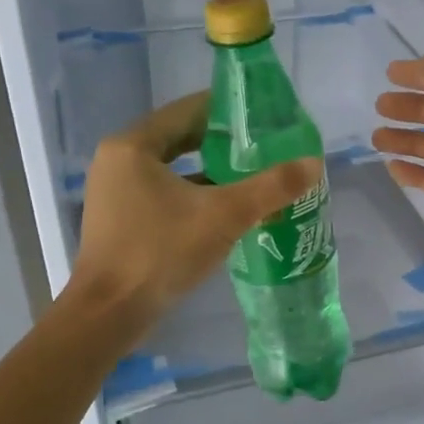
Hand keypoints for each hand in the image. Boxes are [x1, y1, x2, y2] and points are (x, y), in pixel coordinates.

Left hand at [73, 93, 319, 335]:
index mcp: (133, 146)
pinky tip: (226, 208)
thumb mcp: (224, 216)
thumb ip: (271, 187)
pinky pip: (163, 194)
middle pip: (179, 139)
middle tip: (264, 145)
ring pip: (173, 169)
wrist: (109, 314)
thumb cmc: (161, 252)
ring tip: (252, 174)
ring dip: (210, 171)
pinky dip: (193, 195)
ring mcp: (116, 192)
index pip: (187, 110)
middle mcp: (119, 161)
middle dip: (222, 142)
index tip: (263, 115)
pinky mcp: (120, 220)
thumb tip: (314, 163)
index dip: (227, 110)